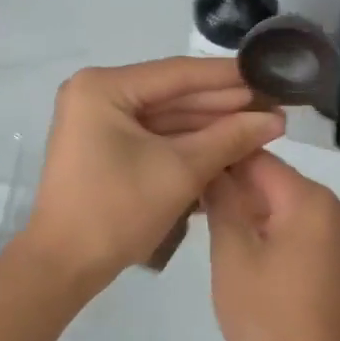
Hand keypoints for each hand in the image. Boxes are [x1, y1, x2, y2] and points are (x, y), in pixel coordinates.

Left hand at [23, 59, 284, 286]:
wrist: (64, 266)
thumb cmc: (117, 211)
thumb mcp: (180, 170)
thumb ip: (229, 138)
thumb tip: (276, 119)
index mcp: (103, 87)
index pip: (178, 74)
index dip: (228, 77)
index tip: (269, 74)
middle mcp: (97, 93)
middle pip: (172, 94)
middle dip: (223, 104)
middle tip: (273, 104)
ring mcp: (99, 119)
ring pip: (165, 116)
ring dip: (210, 124)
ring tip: (261, 124)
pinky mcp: (104, 144)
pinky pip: (153, 135)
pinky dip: (188, 142)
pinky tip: (229, 142)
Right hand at [203, 151, 339, 340]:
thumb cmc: (267, 318)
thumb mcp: (232, 255)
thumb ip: (221, 201)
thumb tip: (213, 167)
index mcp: (312, 199)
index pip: (258, 160)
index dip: (221, 161)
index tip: (189, 168)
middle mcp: (337, 206)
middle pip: (275, 180)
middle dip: (236, 187)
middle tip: (193, 199)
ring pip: (287, 203)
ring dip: (252, 209)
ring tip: (209, 220)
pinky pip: (302, 225)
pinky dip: (274, 228)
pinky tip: (242, 243)